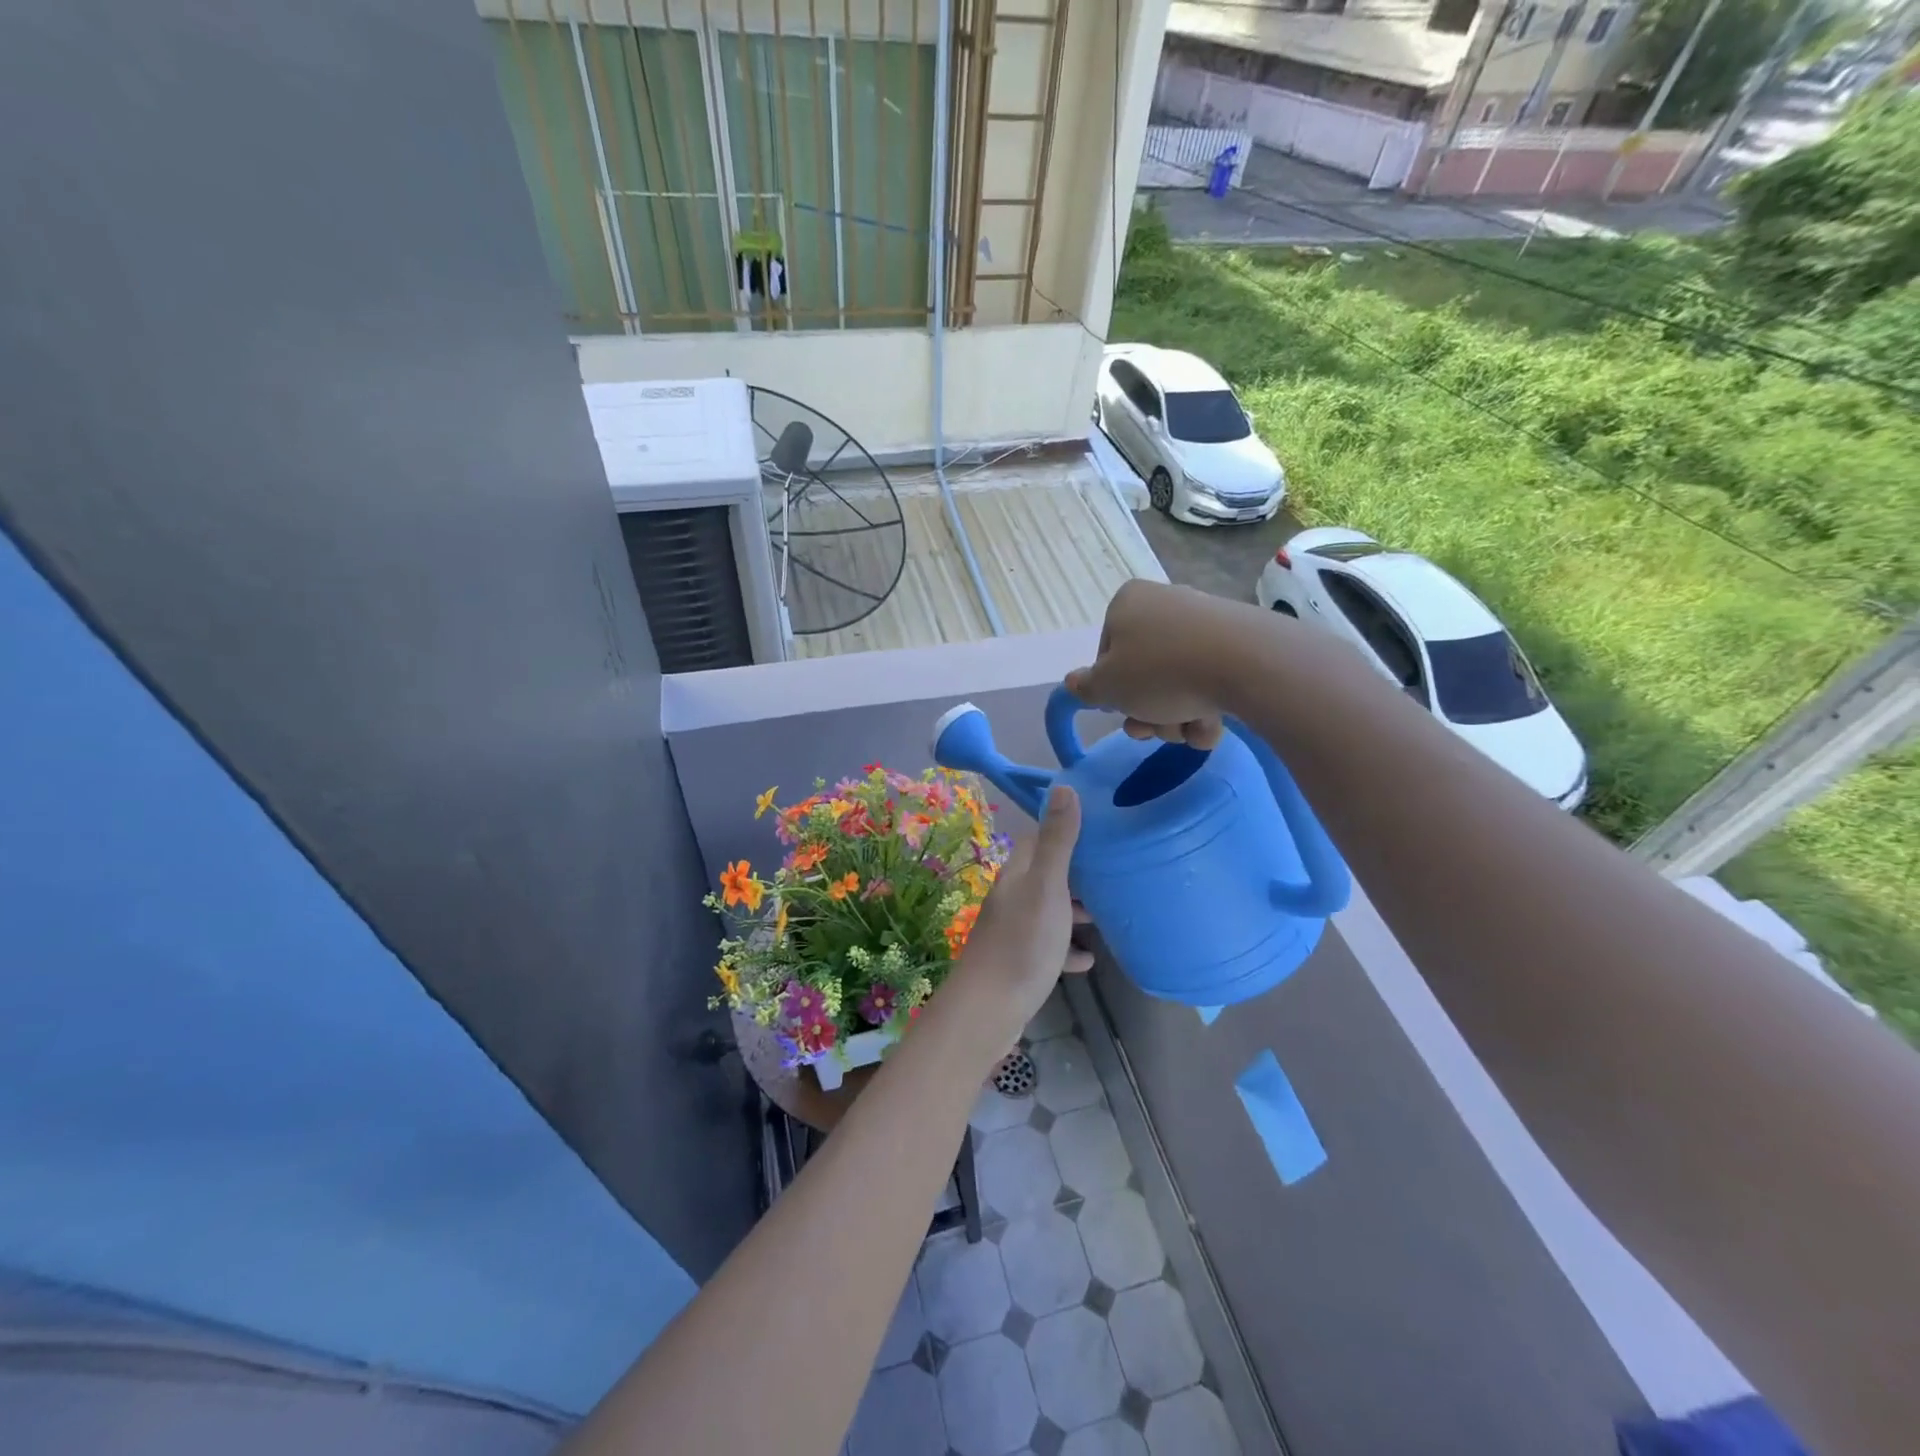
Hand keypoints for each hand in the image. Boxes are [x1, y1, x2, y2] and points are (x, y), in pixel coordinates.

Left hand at [948, 786, 1092, 1056]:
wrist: (990, 1008)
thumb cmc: (1023, 942)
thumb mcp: (1048, 886)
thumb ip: (1058, 840)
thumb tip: (1064, 786)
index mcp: (1019, 873)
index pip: (1039, 839)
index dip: (1065, 831)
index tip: (1099, 831)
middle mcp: (1013, 896)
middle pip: (1046, 874)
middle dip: (1077, 873)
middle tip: (1112, 875)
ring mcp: (1014, 930)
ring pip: (1049, 910)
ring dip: (1074, 911)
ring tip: (1106, 915)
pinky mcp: (1020, 961)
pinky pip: (1049, 946)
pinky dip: (1067, 948)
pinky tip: (1088, 959)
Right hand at [1064, 579, 1269, 747]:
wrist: (1245, 663)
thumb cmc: (1160, 671)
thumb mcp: (1107, 687)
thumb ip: (1085, 687)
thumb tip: (1073, 682)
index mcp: (1127, 603)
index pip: (1106, 654)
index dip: (1112, 689)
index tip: (1122, 707)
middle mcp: (1164, 604)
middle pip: (1144, 672)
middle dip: (1146, 711)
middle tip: (1153, 730)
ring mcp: (1204, 622)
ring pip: (1176, 683)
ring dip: (1175, 717)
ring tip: (1188, 730)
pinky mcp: (1237, 642)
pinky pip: (1209, 681)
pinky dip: (1205, 709)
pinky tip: (1211, 726)